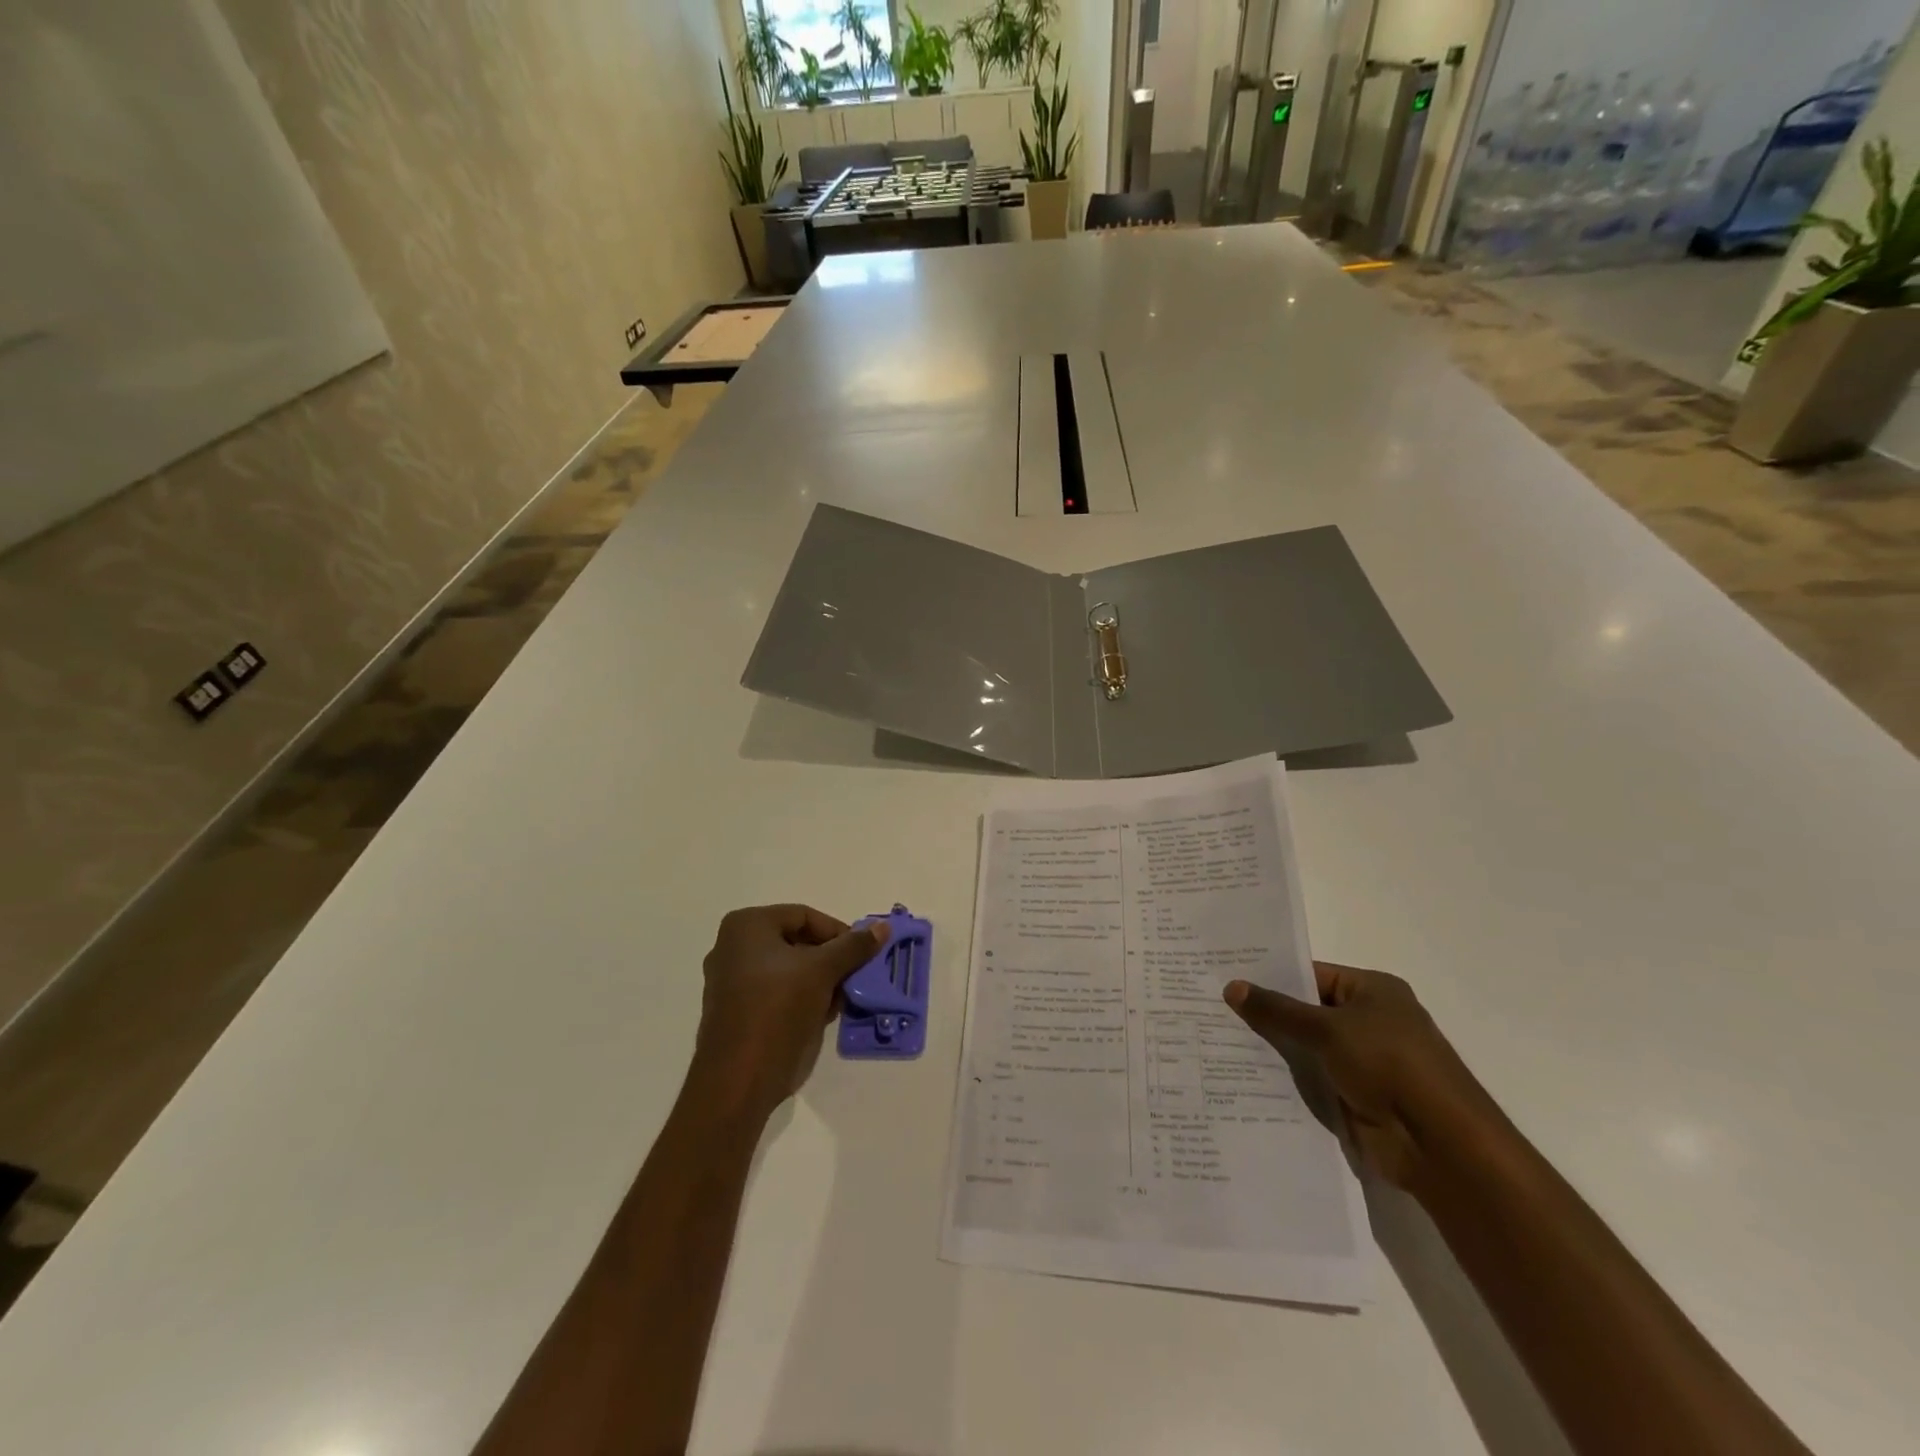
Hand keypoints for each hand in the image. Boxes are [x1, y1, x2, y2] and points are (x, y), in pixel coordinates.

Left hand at [689, 904, 888, 1118]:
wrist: (739, 1080)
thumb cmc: (778, 1010)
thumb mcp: (823, 972)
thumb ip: (853, 946)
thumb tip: (883, 927)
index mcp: (747, 926)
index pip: (805, 916)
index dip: (838, 933)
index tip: (861, 954)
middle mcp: (733, 946)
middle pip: (797, 941)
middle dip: (830, 960)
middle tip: (854, 977)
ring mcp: (731, 980)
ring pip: (789, 969)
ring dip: (819, 981)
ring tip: (839, 1000)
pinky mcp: (736, 1010)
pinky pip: (776, 992)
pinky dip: (801, 998)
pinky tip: (821, 1016)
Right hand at [1224, 962, 1497, 1192]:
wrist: (1439, 1145)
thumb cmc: (1389, 1065)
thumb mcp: (1327, 1029)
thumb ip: (1278, 1010)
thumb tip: (1231, 987)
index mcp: (1373, 991)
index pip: (1312, 975)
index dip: (1271, 977)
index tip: (1227, 977)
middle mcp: (1370, 1021)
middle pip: (1307, 1011)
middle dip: (1267, 1014)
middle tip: (1214, 1009)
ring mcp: (1364, 1062)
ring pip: (1307, 1047)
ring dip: (1274, 1049)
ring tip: (1218, 1040)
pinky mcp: (1356, 1097)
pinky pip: (1312, 1080)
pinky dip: (1286, 1079)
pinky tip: (1244, 1077)